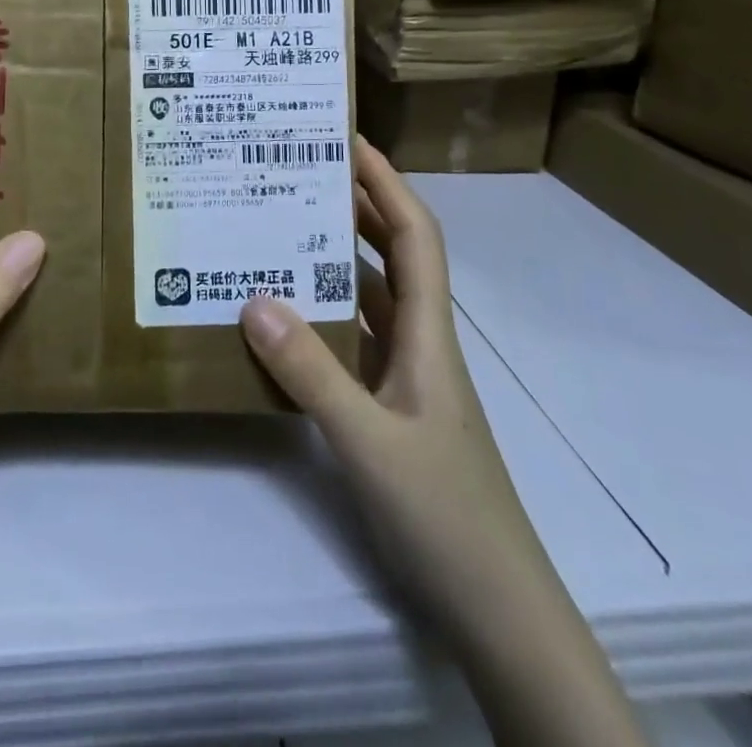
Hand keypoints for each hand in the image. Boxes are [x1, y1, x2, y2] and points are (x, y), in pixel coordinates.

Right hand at [239, 136, 527, 603]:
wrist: (496, 611)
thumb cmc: (446, 516)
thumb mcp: (370, 442)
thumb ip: (311, 373)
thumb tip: (254, 298)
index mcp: (429, 333)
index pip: (414, 235)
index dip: (386, 182)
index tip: (347, 141)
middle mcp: (421, 342)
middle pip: (392, 254)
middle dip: (356, 205)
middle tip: (300, 172)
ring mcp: (407, 377)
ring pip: (371, 296)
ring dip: (335, 259)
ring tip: (281, 228)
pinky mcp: (390, 408)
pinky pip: (354, 340)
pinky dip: (324, 315)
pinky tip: (285, 318)